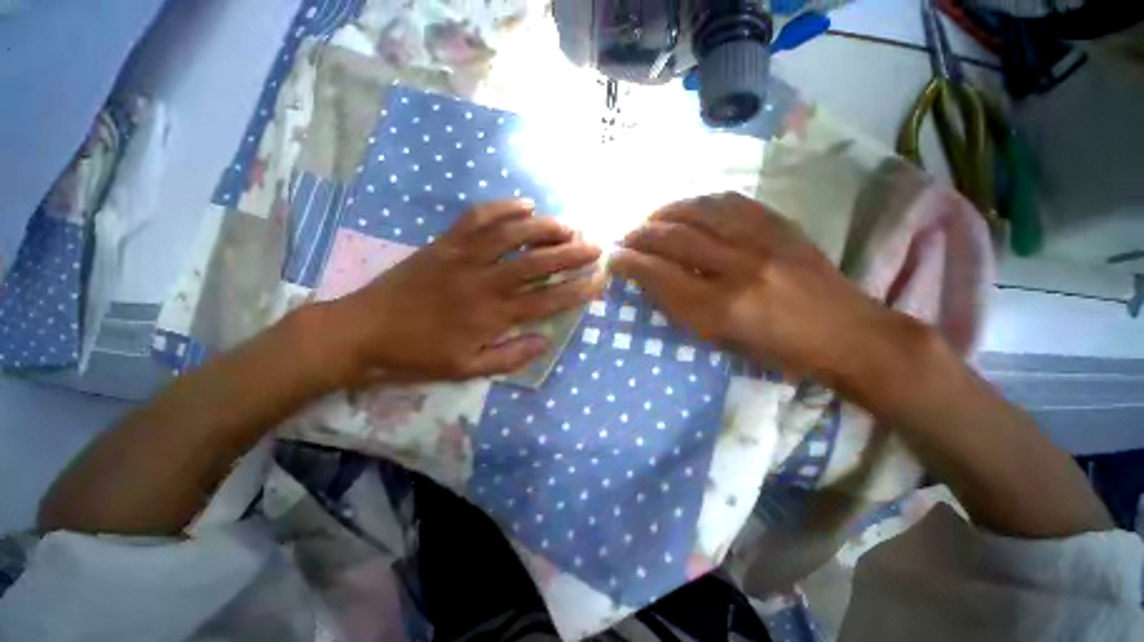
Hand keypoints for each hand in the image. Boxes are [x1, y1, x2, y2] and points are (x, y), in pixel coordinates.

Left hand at [321, 200, 604, 384]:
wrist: (364, 330)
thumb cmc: (418, 354)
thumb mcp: (467, 369)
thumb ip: (511, 356)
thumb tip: (545, 342)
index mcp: (493, 315)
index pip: (548, 300)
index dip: (577, 290)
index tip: (599, 281)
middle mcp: (485, 281)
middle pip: (537, 262)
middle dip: (572, 253)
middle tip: (595, 245)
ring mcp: (464, 256)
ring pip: (513, 234)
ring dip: (545, 227)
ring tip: (567, 226)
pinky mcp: (445, 242)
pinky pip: (478, 217)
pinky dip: (503, 207)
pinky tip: (524, 204)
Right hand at [610, 192, 896, 382]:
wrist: (848, 335)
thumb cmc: (778, 352)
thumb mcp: (719, 341)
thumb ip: (682, 307)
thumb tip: (652, 279)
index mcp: (720, 308)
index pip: (658, 275)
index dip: (629, 263)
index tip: (613, 259)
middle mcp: (737, 268)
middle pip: (673, 238)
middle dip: (639, 235)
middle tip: (625, 237)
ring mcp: (762, 241)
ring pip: (698, 212)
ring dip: (665, 212)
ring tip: (650, 218)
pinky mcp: (781, 225)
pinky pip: (731, 202)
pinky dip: (700, 202)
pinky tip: (687, 207)